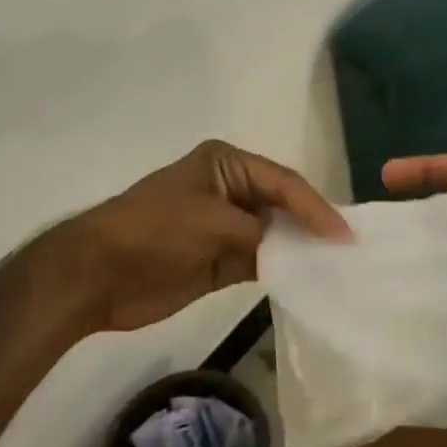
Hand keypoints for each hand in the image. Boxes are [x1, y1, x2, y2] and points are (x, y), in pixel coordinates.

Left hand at [62, 140, 348, 333]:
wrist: (96, 274)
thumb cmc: (154, 231)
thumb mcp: (211, 222)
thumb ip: (258, 234)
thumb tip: (296, 251)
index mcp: (227, 164)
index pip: (283, 182)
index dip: (315, 207)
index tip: (343, 234)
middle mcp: (231, 190)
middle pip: (283, 206)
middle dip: (312, 225)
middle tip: (350, 250)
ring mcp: (225, 226)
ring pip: (275, 235)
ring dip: (301, 250)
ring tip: (338, 268)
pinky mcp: (220, 260)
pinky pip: (260, 262)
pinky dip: (282, 271)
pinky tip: (307, 282)